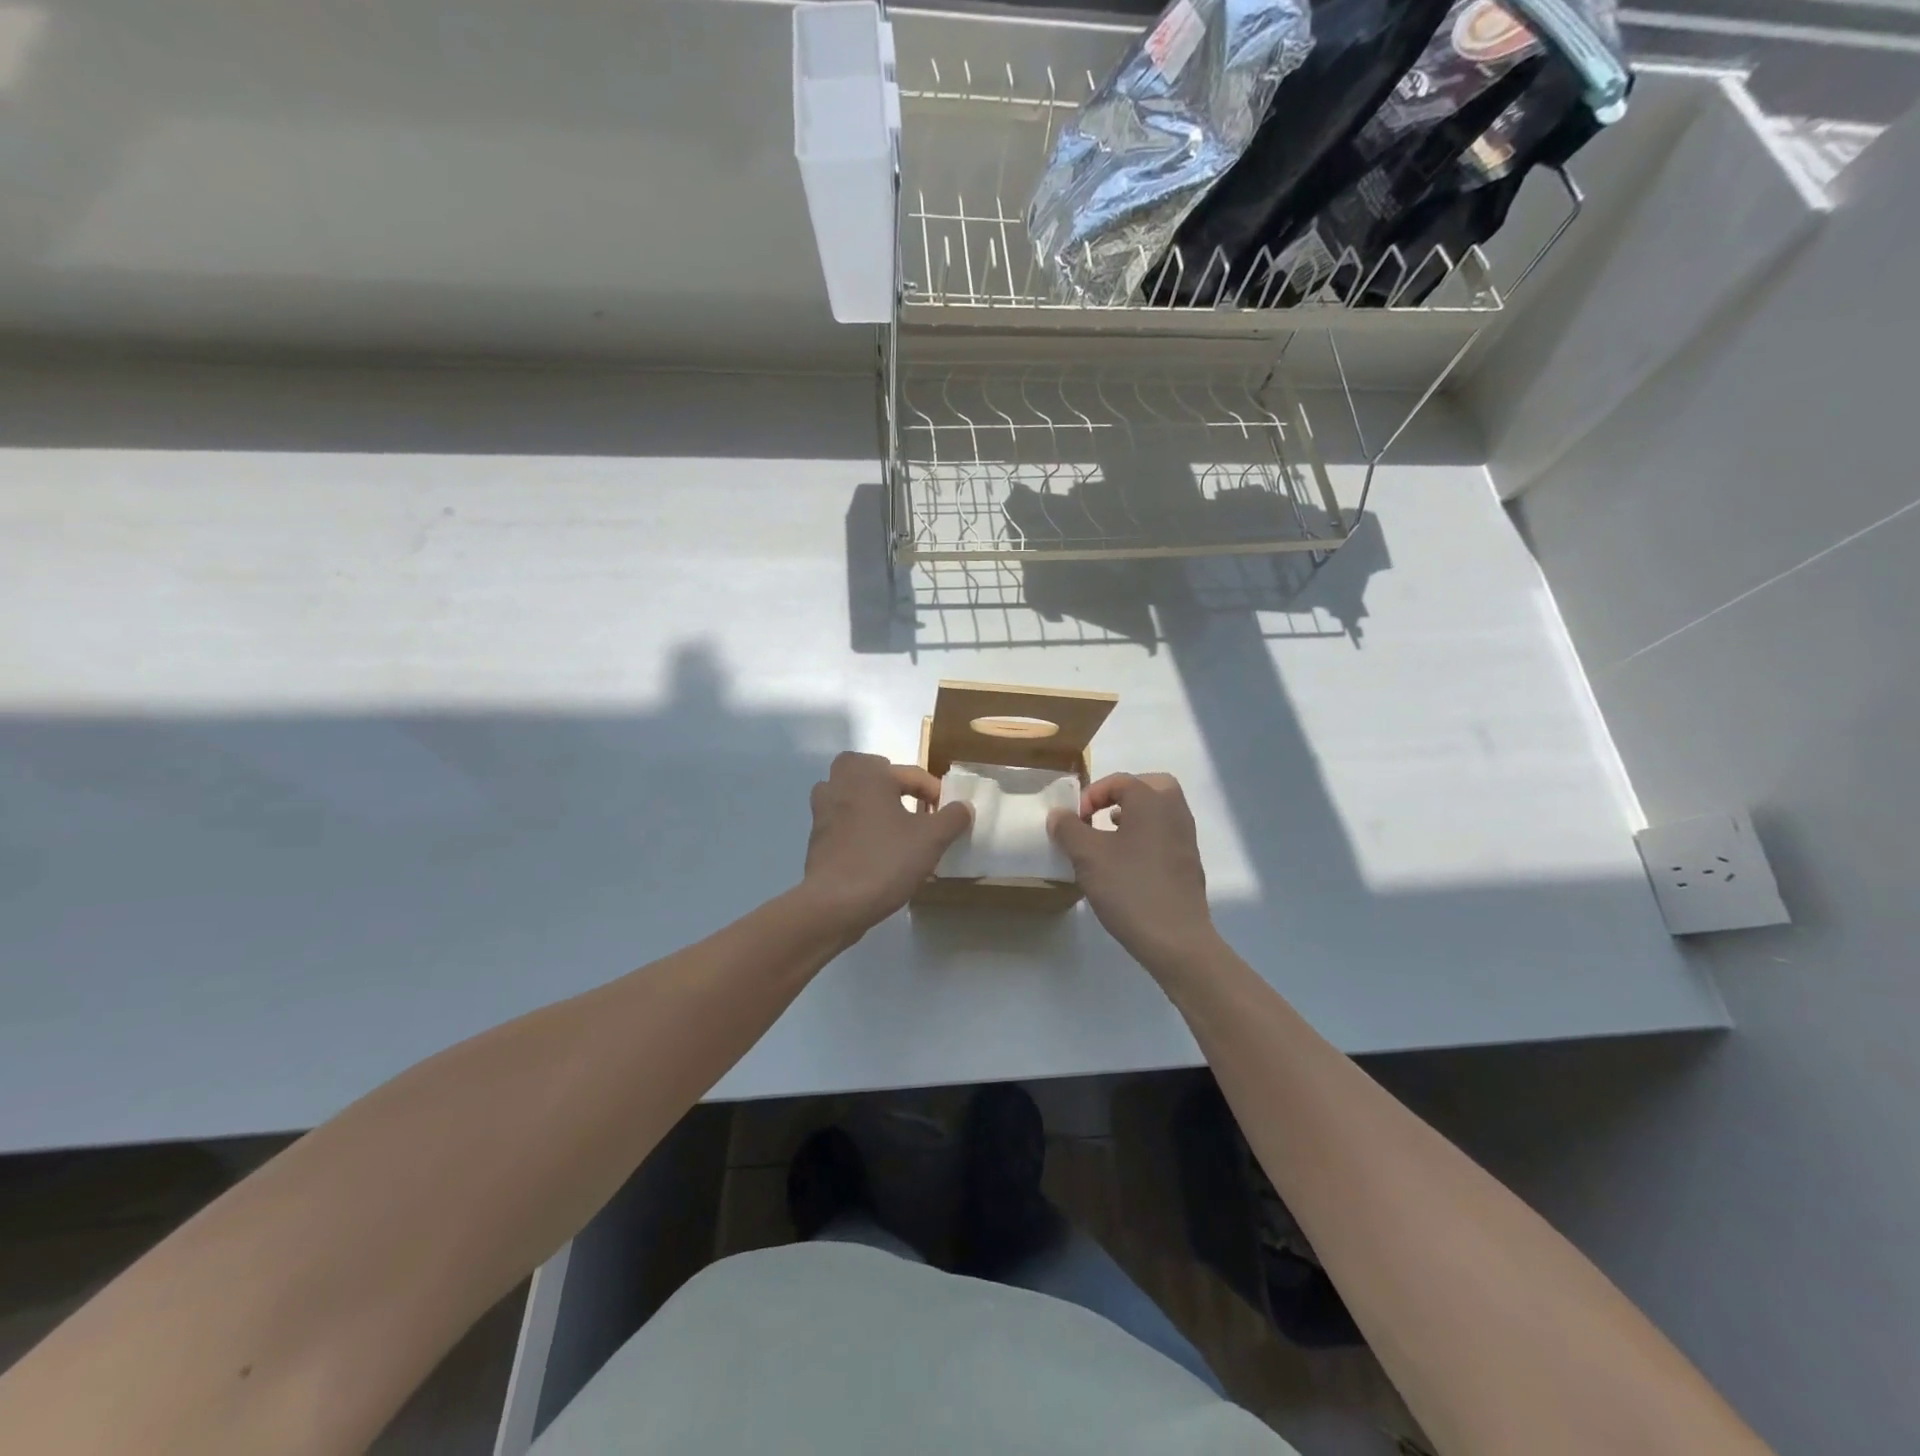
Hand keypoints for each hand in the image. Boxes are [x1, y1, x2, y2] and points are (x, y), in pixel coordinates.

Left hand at [802, 752, 971, 935]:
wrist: (834, 904)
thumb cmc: (885, 860)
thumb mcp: (931, 839)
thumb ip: (952, 818)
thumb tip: (964, 806)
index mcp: (867, 775)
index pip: (910, 773)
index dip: (935, 792)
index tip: (948, 815)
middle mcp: (840, 785)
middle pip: (867, 770)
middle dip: (889, 782)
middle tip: (909, 803)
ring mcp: (822, 812)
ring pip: (848, 795)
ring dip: (868, 803)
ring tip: (891, 825)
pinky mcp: (816, 840)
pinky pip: (841, 822)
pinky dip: (856, 828)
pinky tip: (875, 850)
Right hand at [1049, 773, 1216, 973]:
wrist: (1175, 939)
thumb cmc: (1129, 888)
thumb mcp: (1087, 856)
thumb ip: (1068, 829)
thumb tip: (1059, 814)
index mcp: (1151, 801)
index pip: (1119, 780)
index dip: (1091, 794)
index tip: (1074, 819)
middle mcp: (1174, 812)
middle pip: (1150, 786)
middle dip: (1122, 795)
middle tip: (1100, 814)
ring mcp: (1186, 839)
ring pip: (1160, 811)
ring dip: (1134, 816)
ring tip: (1108, 838)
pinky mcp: (1189, 864)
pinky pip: (1165, 835)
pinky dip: (1145, 837)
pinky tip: (1126, 864)